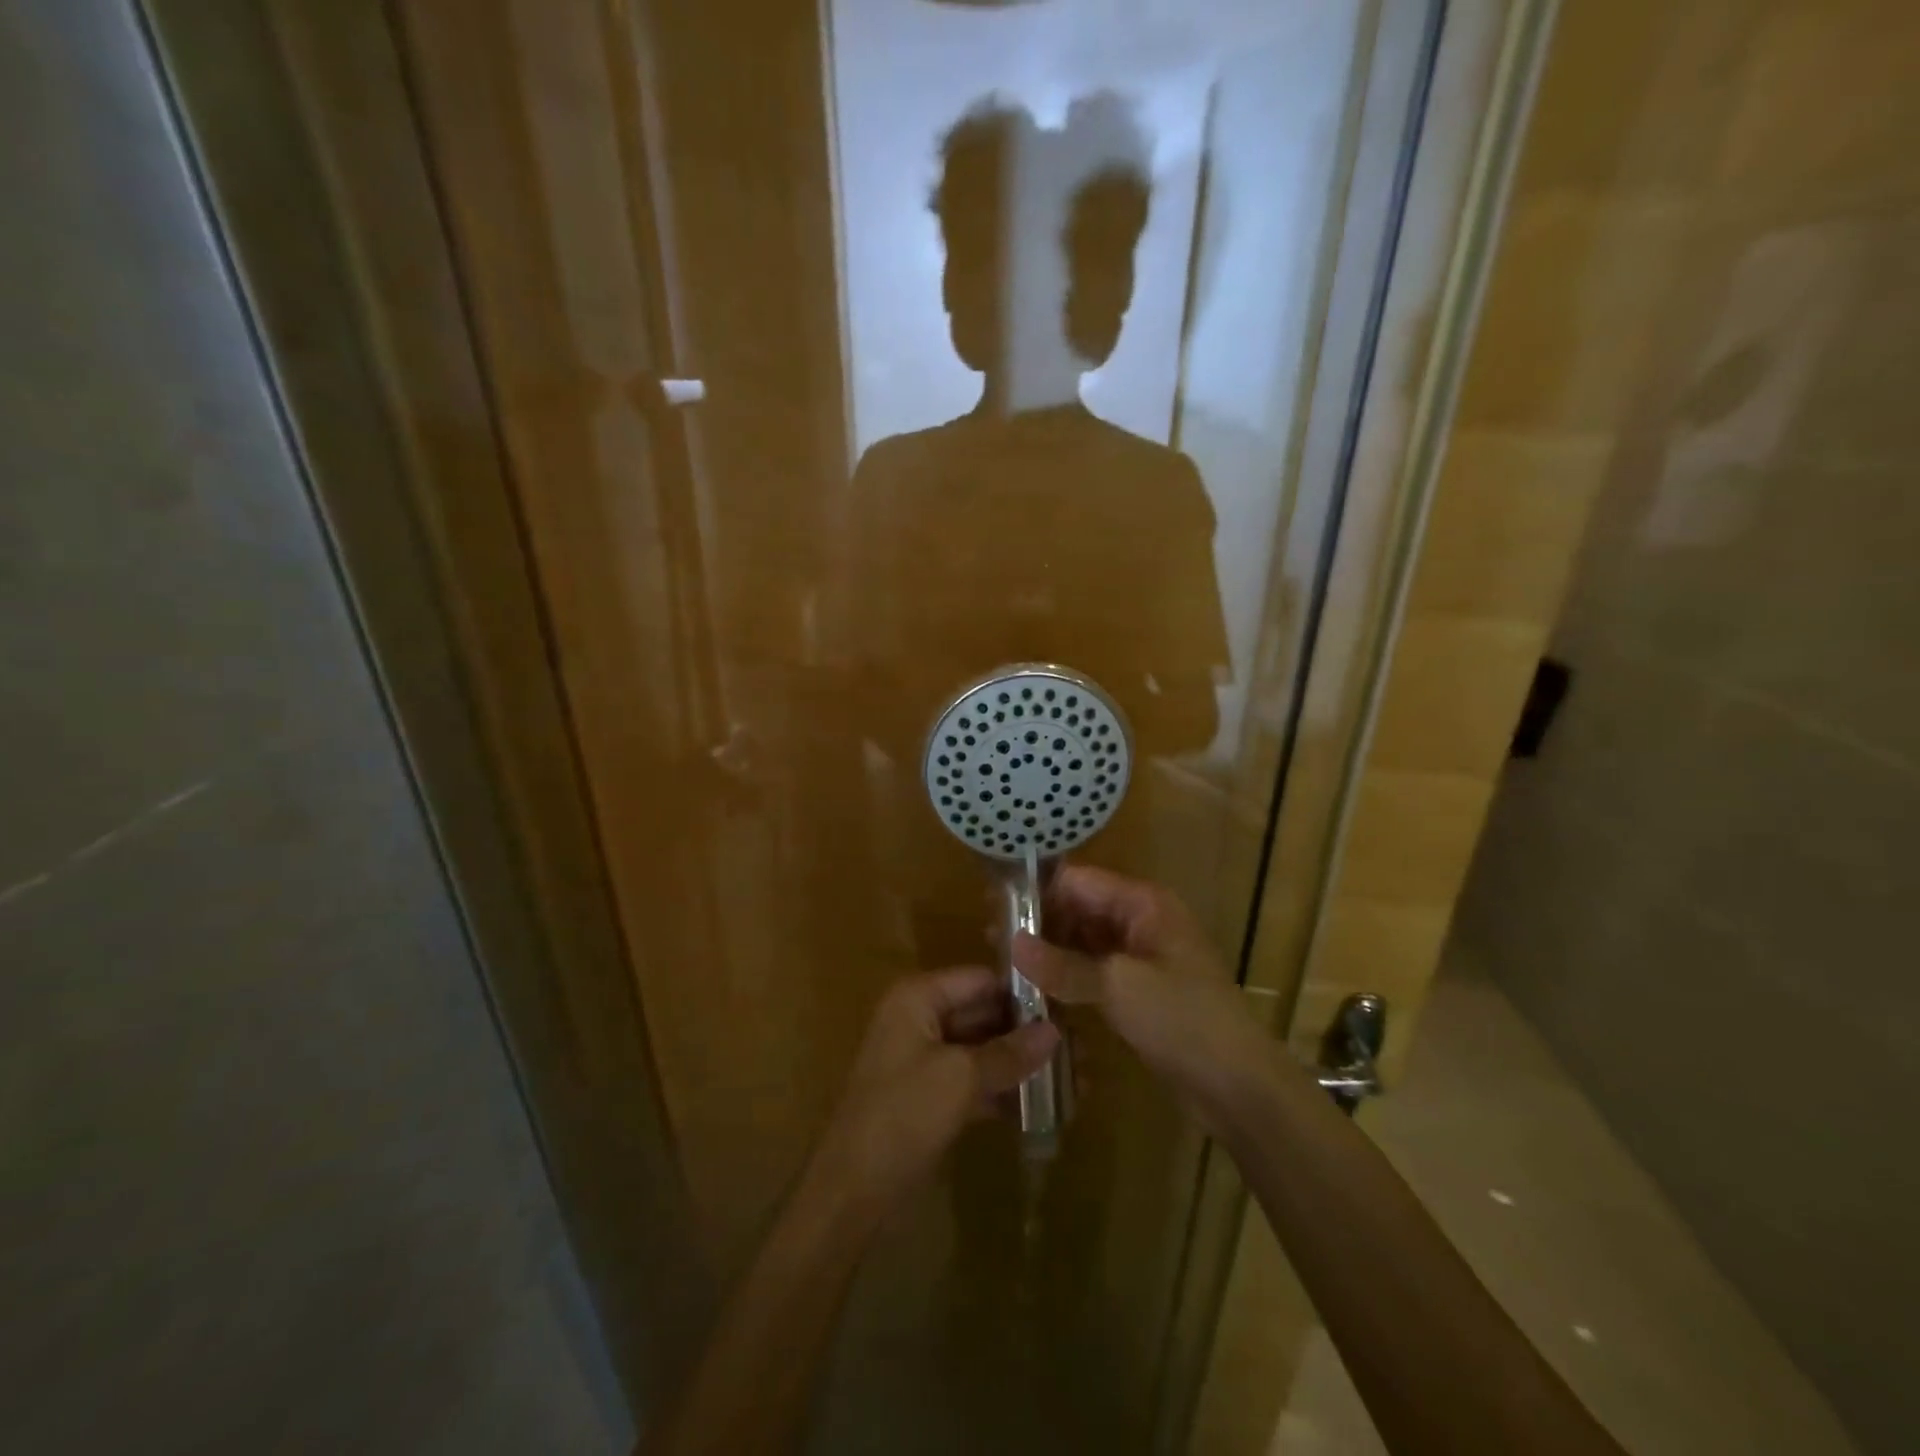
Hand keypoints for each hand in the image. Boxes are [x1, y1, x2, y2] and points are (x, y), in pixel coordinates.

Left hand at [810, 968, 1057, 1221]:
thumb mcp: (960, 1078)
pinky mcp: (931, 1096)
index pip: (980, 979)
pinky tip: (1045, 1106)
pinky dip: (1004, 1091)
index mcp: (918, 998)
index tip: (1069, 1005)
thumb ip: (1009, 1052)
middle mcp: (921, 1019)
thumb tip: (1056, 1032)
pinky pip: (974, 1081)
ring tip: (1075, 1077)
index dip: (1022, 991)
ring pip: (982, 1050)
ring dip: (1022, 1064)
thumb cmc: (903, 1115)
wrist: (853, 1190)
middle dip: (1028, 1032)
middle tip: (1081, 1047)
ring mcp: (925, 1059)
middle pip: (984, 1013)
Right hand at [1012, 866, 1274, 1131]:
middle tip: (993, 944)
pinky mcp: (1138, 992)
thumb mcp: (1119, 986)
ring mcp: (1140, 958)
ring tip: (1006, 967)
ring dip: (1051, 953)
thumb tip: (1012, 943)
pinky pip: (1094, 972)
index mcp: (1144, 904)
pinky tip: (1036, 990)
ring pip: (1084, 943)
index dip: (1040, 893)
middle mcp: (1141, 921)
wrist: (1239, 1086)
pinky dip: (1068, 978)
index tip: (997, 911)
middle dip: (1042, 924)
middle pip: (1080, 909)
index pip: (1080, 881)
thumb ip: (1063, 964)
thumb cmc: (1183, 1019)